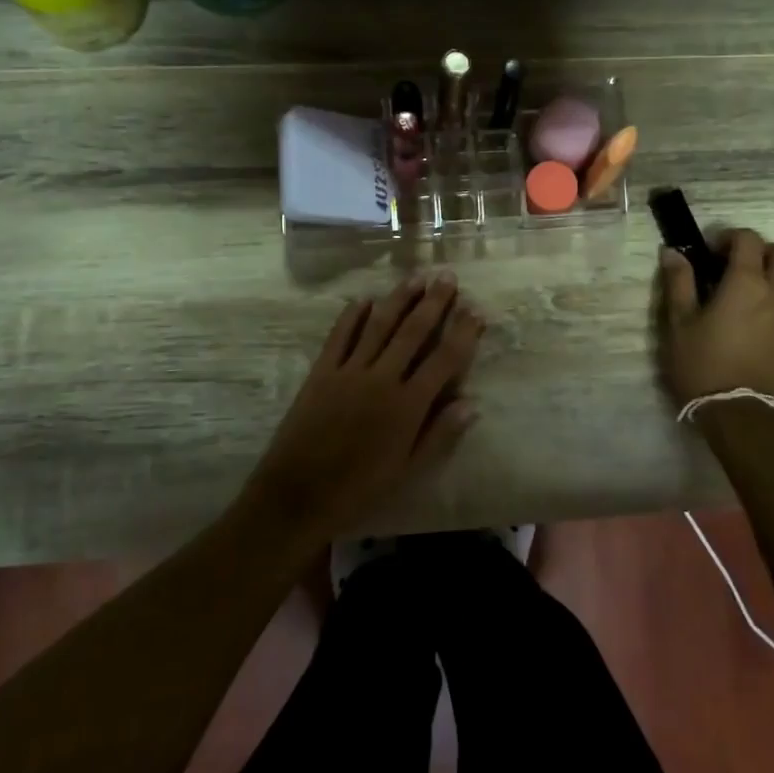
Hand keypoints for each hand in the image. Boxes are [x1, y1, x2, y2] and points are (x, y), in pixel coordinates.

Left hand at [247, 273, 482, 543]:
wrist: (298, 495)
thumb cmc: (359, 489)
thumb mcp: (407, 471)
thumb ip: (440, 435)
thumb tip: (471, 404)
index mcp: (408, 405)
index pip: (444, 360)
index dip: (463, 333)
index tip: (475, 310)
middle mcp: (382, 379)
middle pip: (413, 332)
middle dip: (434, 303)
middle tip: (448, 278)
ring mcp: (349, 371)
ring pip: (379, 325)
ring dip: (399, 299)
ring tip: (416, 277)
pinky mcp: (321, 372)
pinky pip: (340, 336)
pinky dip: (352, 316)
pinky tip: (363, 299)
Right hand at [658, 228, 773, 408]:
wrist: (741, 415)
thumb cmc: (703, 364)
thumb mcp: (680, 323)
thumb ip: (678, 283)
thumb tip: (673, 252)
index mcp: (747, 284)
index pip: (749, 239)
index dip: (729, 237)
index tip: (709, 252)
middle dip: (762, 251)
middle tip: (734, 267)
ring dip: (767, 280)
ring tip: (737, 302)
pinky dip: (770, 307)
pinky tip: (746, 330)